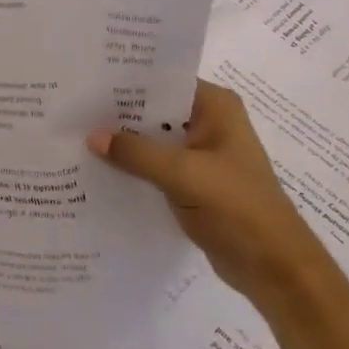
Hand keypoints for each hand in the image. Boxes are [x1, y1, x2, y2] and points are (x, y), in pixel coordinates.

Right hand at [89, 80, 325, 302]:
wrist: (275, 269)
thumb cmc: (238, 208)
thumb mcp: (184, 174)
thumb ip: (137, 152)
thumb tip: (92, 136)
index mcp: (215, 106)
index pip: (163, 80)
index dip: (126, 80)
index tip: (87, 80)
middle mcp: (208, 122)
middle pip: (155, 109)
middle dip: (118, 112)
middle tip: (73, 108)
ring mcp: (200, 154)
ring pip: (152, 139)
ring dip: (123, 142)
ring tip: (76, 134)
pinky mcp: (192, 182)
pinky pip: (155, 166)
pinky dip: (132, 167)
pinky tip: (98, 168)